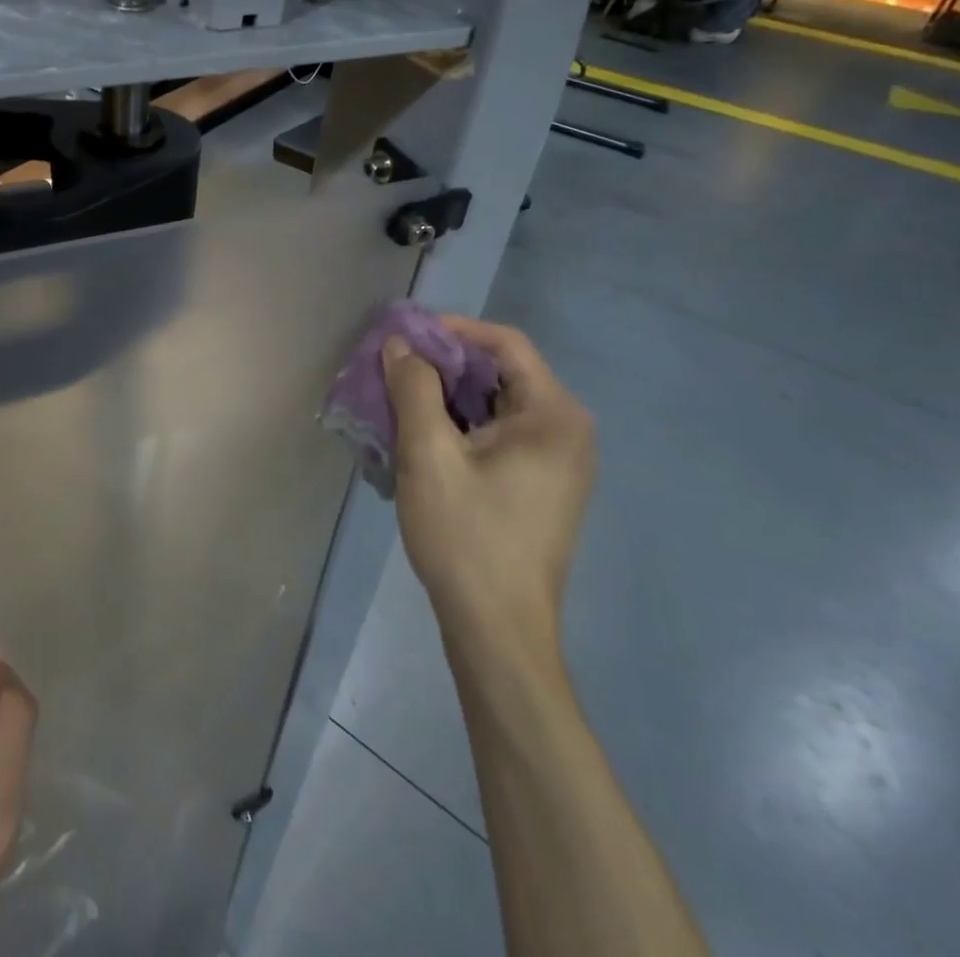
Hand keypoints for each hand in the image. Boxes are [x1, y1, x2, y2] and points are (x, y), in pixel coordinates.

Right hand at [382, 320, 594, 676]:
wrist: (497, 630)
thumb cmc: (466, 536)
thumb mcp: (428, 455)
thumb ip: (413, 389)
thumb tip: (400, 345)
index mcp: (554, 415)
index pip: (504, 344)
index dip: (452, 330)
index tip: (404, 336)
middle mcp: (567, 431)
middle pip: (500, 373)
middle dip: (443, 365)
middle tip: (392, 370)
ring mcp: (558, 462)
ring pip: (495, 405)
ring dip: (446, 397)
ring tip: (398, 402)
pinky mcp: (541, 486)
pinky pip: (498, 435)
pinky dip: (459, 426)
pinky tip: (421, 440)